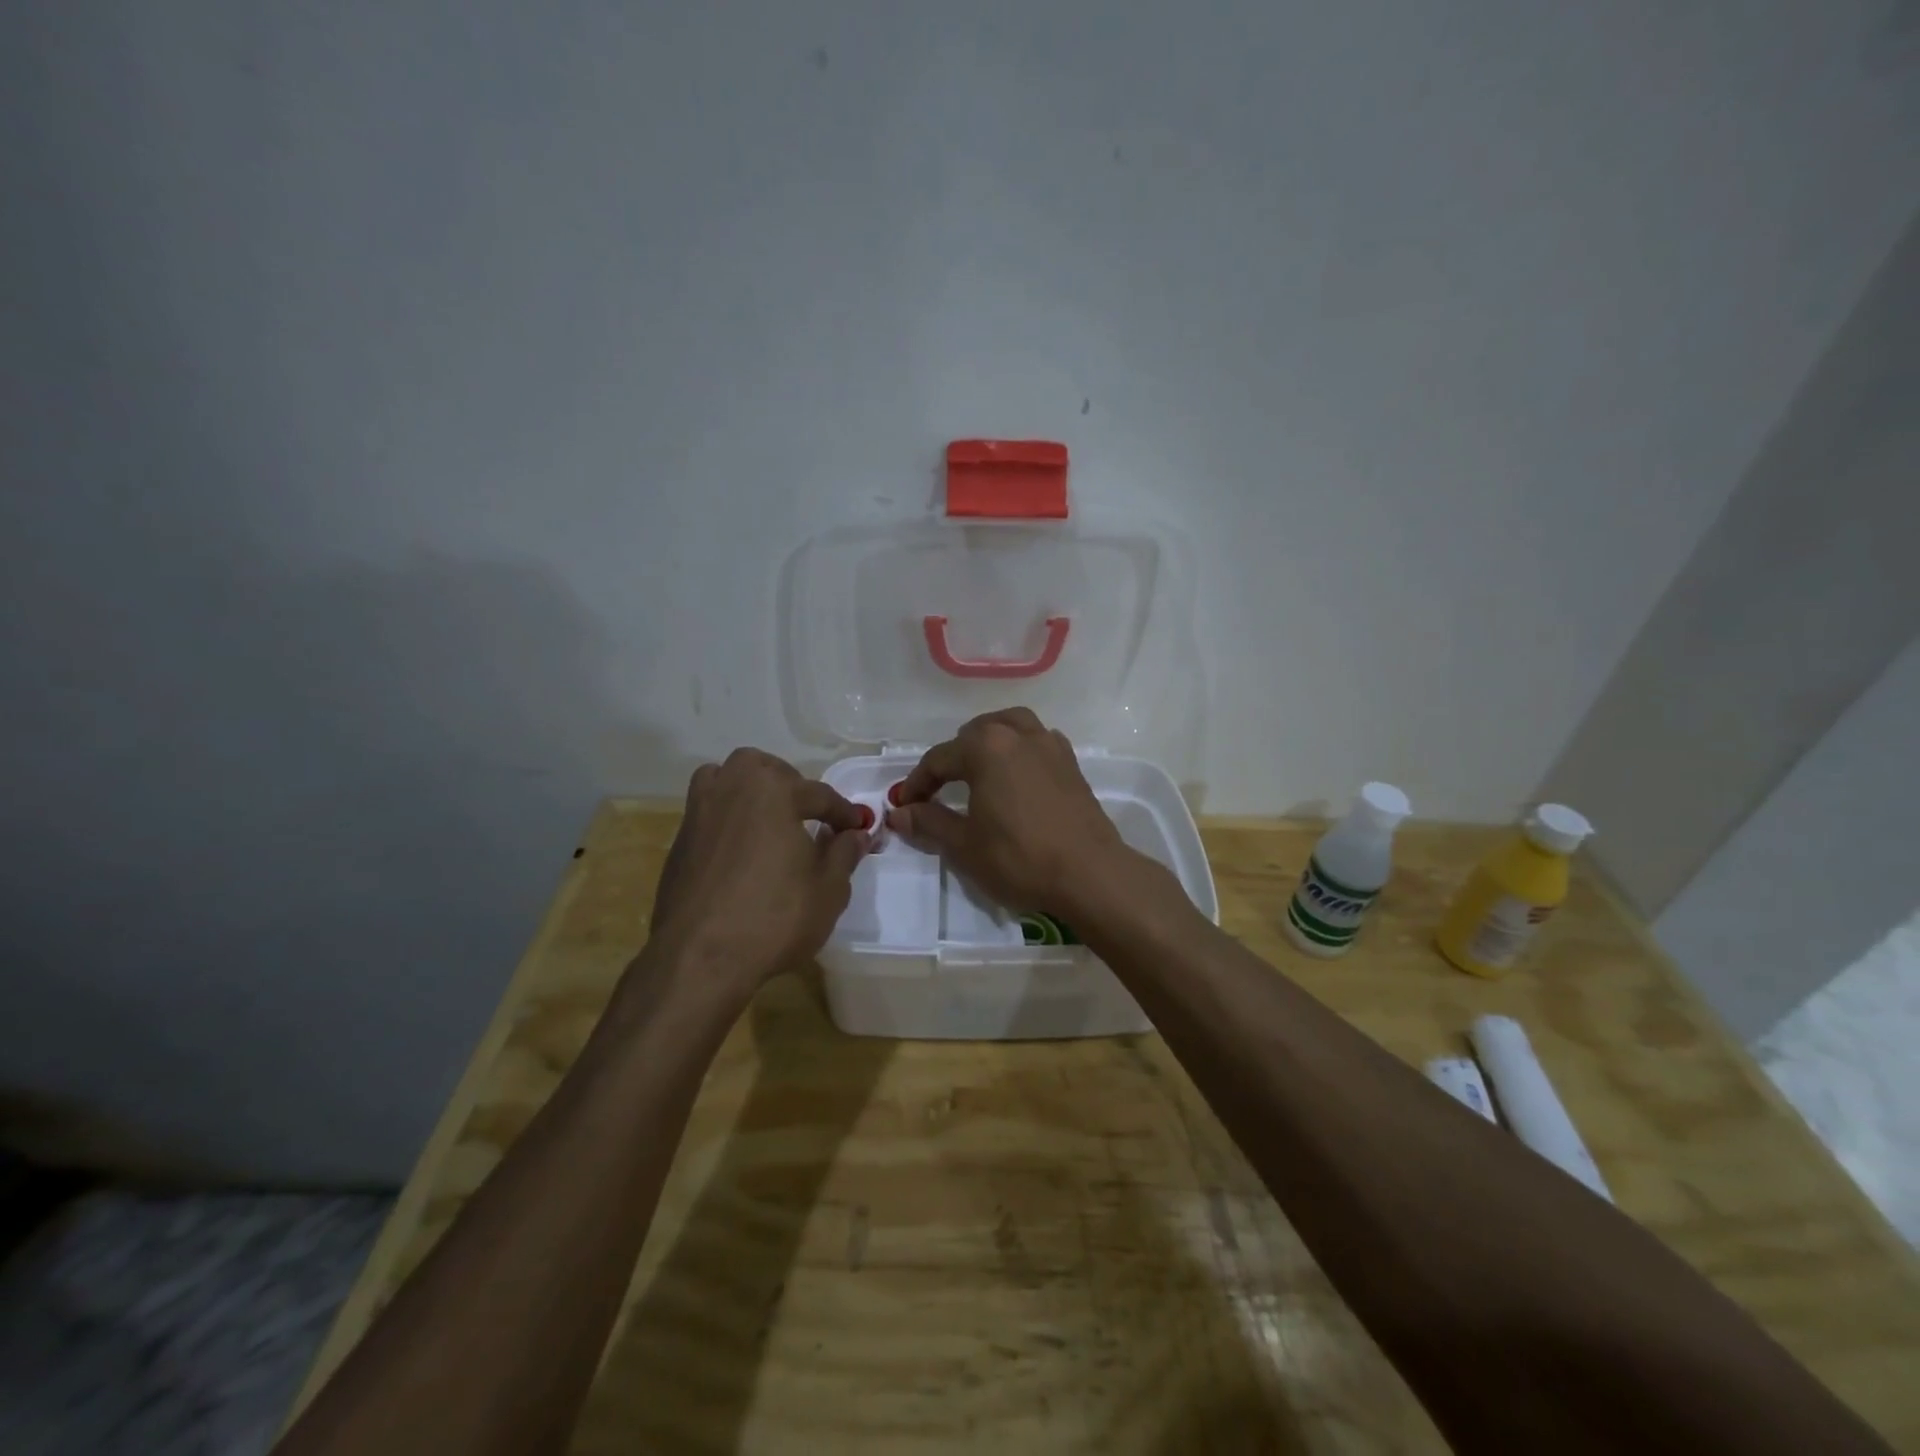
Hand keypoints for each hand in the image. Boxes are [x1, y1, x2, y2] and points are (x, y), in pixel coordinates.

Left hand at [648, 748, 869, 991]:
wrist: (700, 958)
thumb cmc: (774, 917)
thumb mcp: (829, 889)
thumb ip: (843, 853)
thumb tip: (855, 834)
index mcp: (772, 790)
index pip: (819, 794)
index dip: (843, 813)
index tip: (858, 827)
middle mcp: (731, 788)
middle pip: (764, 769)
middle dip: (790, 784)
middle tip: (808, 815)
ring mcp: (698, 813)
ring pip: (725, 779)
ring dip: (749, 789)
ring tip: (768, 818)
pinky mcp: (679, 842)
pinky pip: (708, 812)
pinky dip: (728, 817)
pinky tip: (741, 849)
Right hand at [885, 708, 1138, 918]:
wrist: (1090, 874)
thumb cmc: (1019, 858)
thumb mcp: (964, 845)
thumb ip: (929, 822)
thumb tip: (899, 814)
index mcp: (986, 747)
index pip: (939, 759)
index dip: (917, 783)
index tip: (904, 806)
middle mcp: (1018, 734)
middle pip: (974, 735)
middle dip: (952, 759)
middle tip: (938, 791)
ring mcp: (1050, 745)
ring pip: (1009, 727)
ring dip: (988, 743)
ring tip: (977, 770)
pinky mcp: (1071, 763)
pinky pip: (1037, 742)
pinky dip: (1019, 750)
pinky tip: (1016, 776)